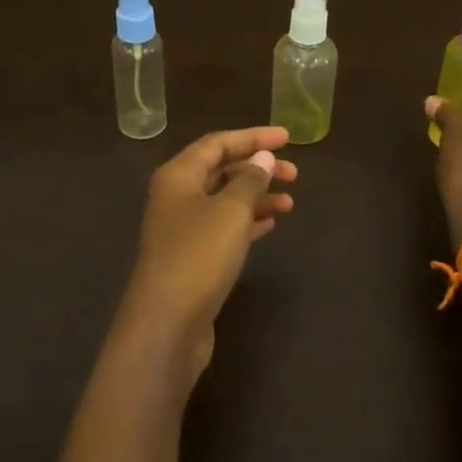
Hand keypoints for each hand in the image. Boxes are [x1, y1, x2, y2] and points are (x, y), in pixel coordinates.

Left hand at [115, 126, 297, 383]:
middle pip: (221, 170)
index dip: (253, 137)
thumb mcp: (231, 211)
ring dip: (256, 196)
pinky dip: (247, 221)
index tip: (288, 138)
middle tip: (294, 174)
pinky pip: (223, 227)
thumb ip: (250, 180)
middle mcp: (176, 196)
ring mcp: (182, 228)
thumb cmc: (199, 256)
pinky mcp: (192, 257)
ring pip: (224, 200)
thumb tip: (263, 157)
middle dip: (257, 168)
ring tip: (291, 202)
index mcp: (178, 175)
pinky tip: (270, 224)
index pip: (217, 143)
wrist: (167, 323)